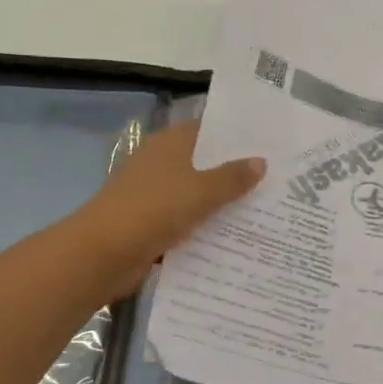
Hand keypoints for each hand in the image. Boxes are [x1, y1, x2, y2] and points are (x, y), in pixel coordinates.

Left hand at [78, 120, 264, 298]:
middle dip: (236, 171)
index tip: (271, 143)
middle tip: (279, 178)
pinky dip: (207, 227)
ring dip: (224, 203)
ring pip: (198, 194)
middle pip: (205, 163)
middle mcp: (161, 164)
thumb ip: (232, 177)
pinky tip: (237, 236)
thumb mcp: (201, 191)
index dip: (237, 135)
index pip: (208, 129)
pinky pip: (188, 221)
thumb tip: (261, 161)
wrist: (103, 254)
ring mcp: (155, 195)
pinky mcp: (152, 224)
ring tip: (266, 208)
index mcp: (169, 144)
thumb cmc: (153, 210)